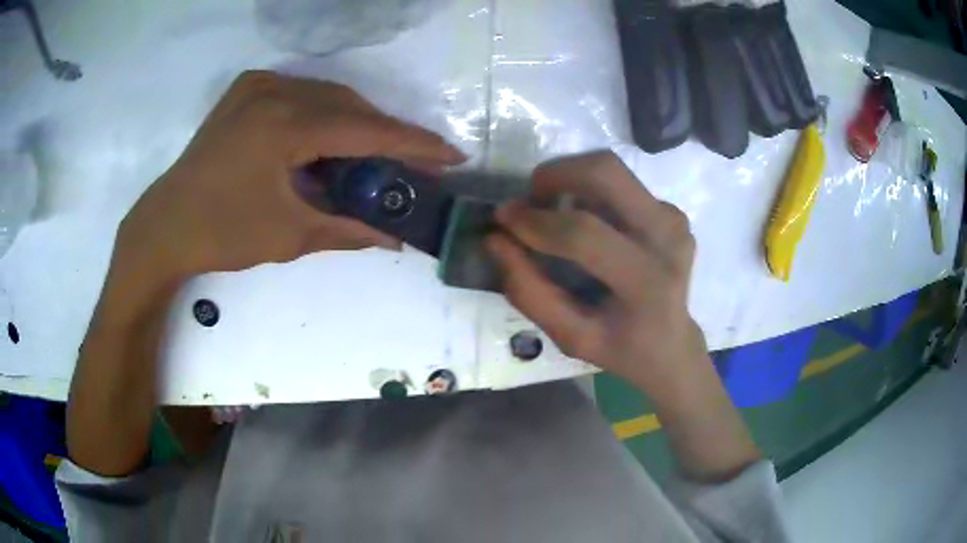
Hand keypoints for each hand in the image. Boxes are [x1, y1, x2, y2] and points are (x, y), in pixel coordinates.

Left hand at [110, 71, 465, 309]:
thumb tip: (395, 240)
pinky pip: (302, 93)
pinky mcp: (246, 90)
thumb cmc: (222, 234)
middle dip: (385, 134)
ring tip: (375, 155)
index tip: (452, 155)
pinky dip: (325, 113)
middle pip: (350, 106)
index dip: (413, 143)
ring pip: (328, 95)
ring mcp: (258, 85)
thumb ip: (348, 230)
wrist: (165, 226)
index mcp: (285, 125)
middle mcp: (275, 91)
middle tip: (413, 162)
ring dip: (356, 123)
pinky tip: (330, 139)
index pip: (366, 129)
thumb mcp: (290, 236)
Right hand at [487, 151, 705, 398]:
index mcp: (647, 282)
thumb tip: (496, 240)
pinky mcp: (672, 211)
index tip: (503, 219)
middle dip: (556, 174)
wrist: (672, 345)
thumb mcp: (569, 337)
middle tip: (532, 199)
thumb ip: (529, 291)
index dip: (535, 222)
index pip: (584, 234)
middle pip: (606, 173)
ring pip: (612, 170)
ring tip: (554, 210)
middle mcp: (667, 238)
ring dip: (572, 179)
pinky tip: (587, 222)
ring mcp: (674, 219)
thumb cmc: (620, 348)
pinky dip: (592, 192)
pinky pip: (623, 184)